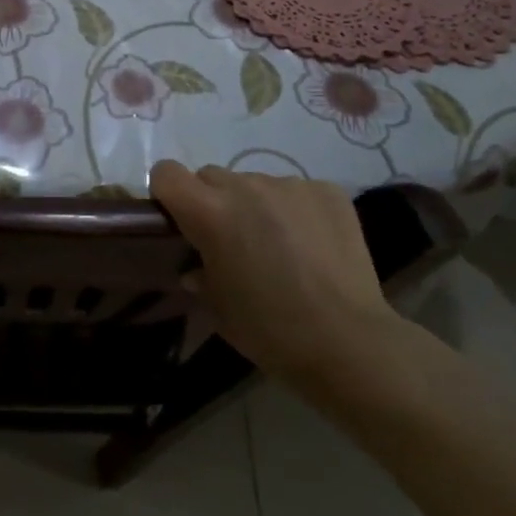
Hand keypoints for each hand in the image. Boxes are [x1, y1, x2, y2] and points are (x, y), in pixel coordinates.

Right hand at [150, 162, 405, 390]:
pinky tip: (312, 246)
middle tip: (232, 241)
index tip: (179, 220)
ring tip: (280, 246)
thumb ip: (199, 274)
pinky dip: (295, 211)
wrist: (348, 342)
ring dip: (256, 206)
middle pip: (212, 176)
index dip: (168, 193)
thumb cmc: (270, 330)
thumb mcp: (218, 308)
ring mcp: (289, 184)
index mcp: (209, 212)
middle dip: (213, 201)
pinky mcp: (327, 191)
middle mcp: (245, 186)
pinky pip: (296, 192)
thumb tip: (197, 266)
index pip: (167, 173)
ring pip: (255, 183)